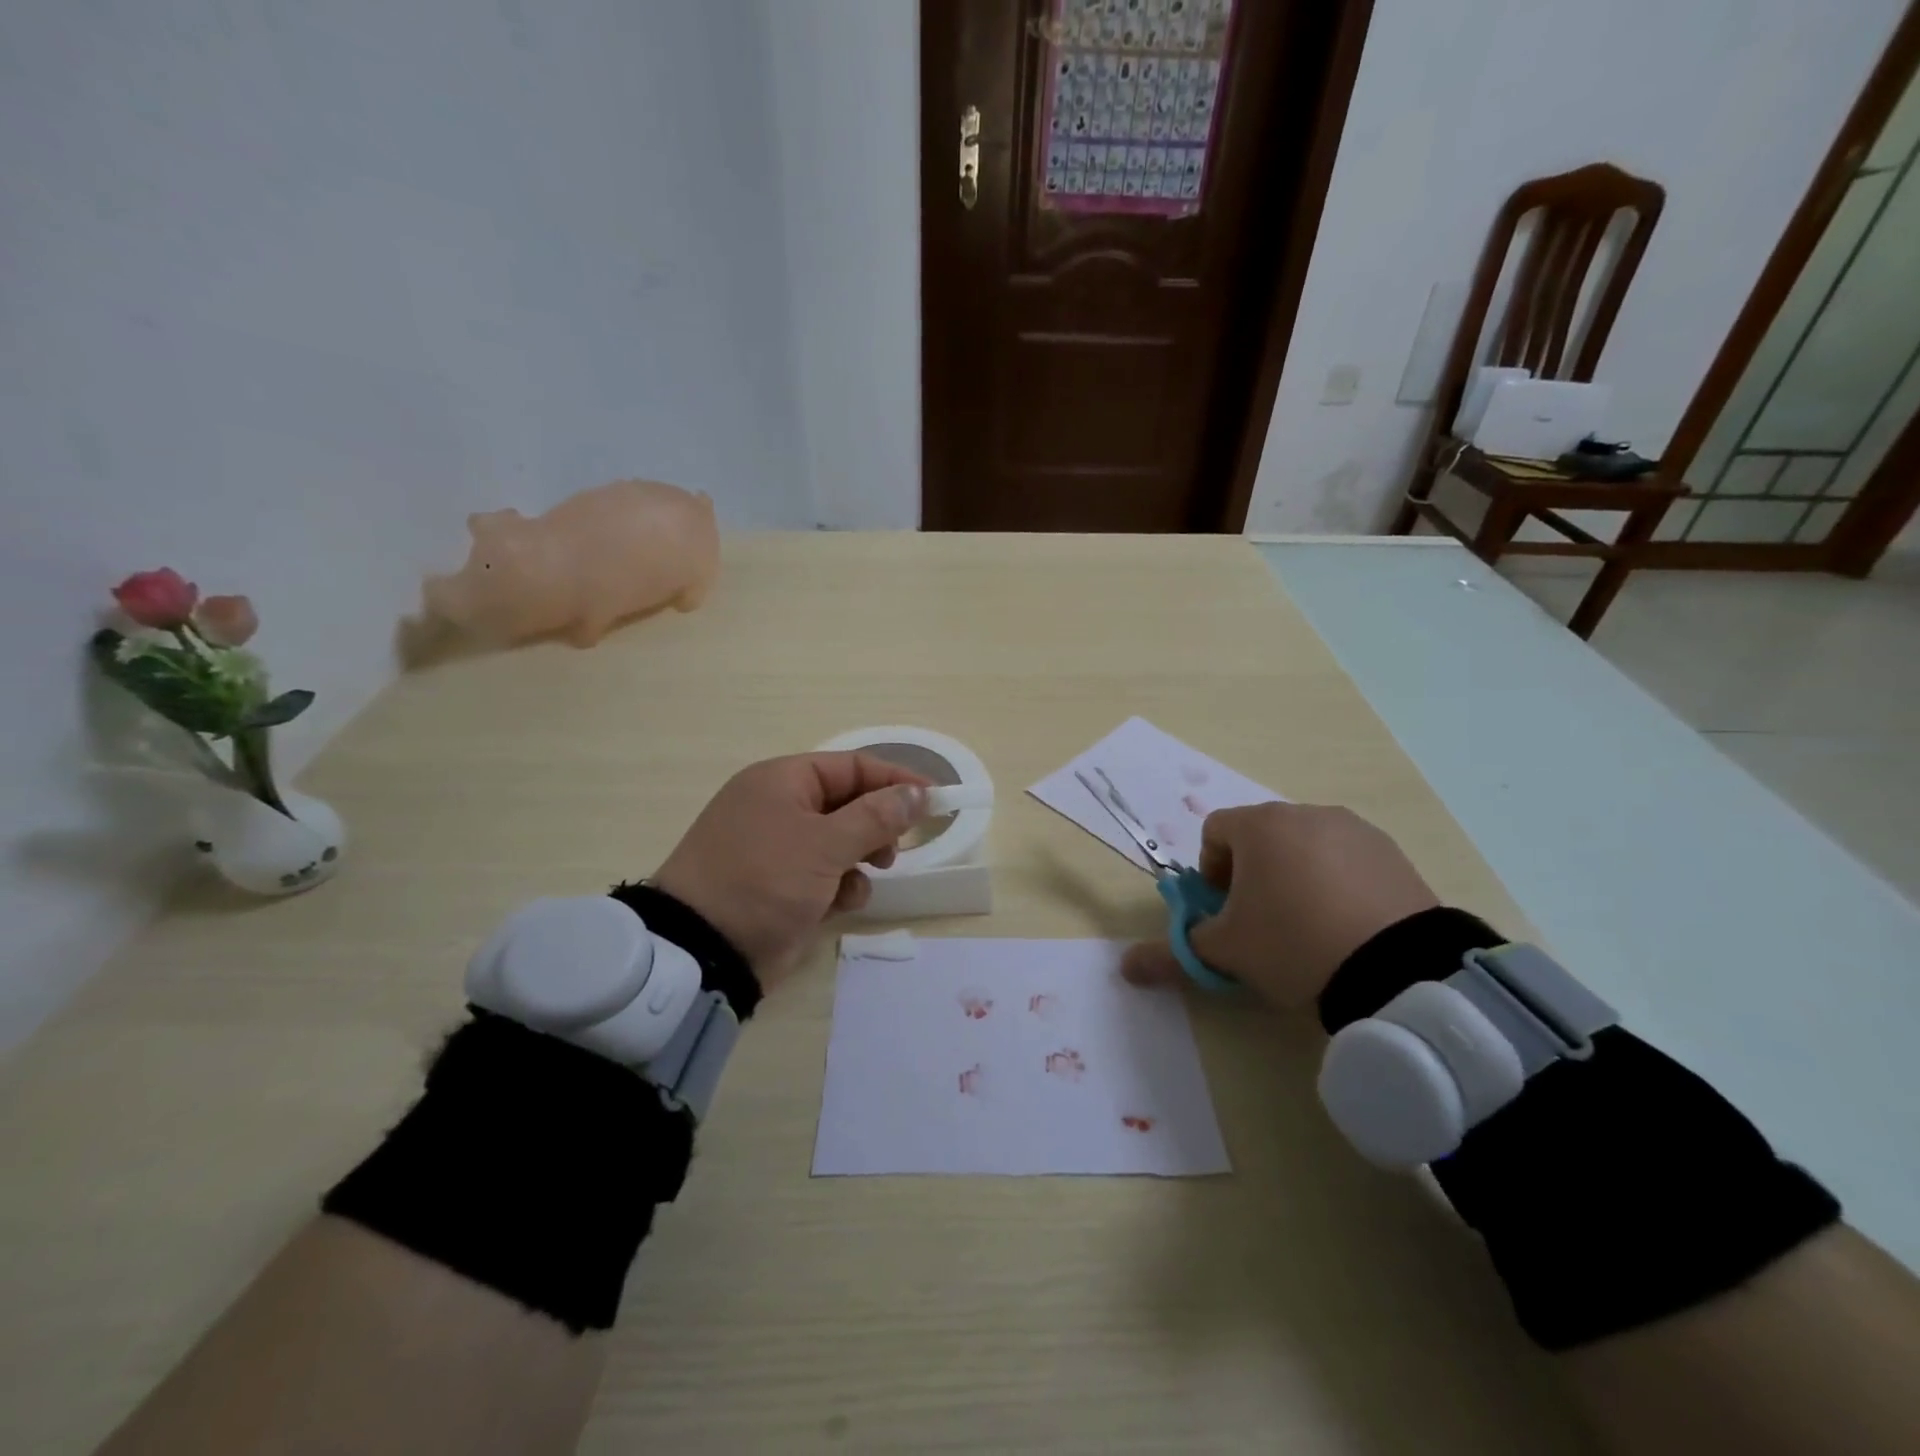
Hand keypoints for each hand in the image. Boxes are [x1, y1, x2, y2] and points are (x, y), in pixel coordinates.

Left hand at [653, 753, 930, 987]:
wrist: (703, 950)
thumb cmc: (764, 880)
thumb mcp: (824, 844)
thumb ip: (876, 816)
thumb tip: (917, 792)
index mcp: (782, 781)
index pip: (852, 766)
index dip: (895, 780)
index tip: (934, 799)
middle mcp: (780, 806)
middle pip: (849, 803)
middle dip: (877, 825)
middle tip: (896, 847)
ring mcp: (778, 847)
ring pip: (842, 841)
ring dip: (862, 858)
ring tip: (867, 876)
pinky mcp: (781, 884)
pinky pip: (826, 873)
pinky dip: (840, 885)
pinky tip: (840, 904)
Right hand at [1122, 803, 1438, 1008]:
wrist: (1398, 968)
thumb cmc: (1292, 944)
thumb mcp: (1226, 953)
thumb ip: (1174, 953)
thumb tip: (1126, 967)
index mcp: (1260, 827)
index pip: (1214, 832)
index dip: (1209, 872)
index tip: (1225, 911)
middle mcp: (1306, 813)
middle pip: (1261, 837)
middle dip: (1252, 874)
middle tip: (1263, 922)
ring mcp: (1354, 830)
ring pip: (1305, 847)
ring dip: (1295, 876)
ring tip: (1310, 928)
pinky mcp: (1393, 853)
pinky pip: (1348, 860)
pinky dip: (1338, 883)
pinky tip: (1349, 926)